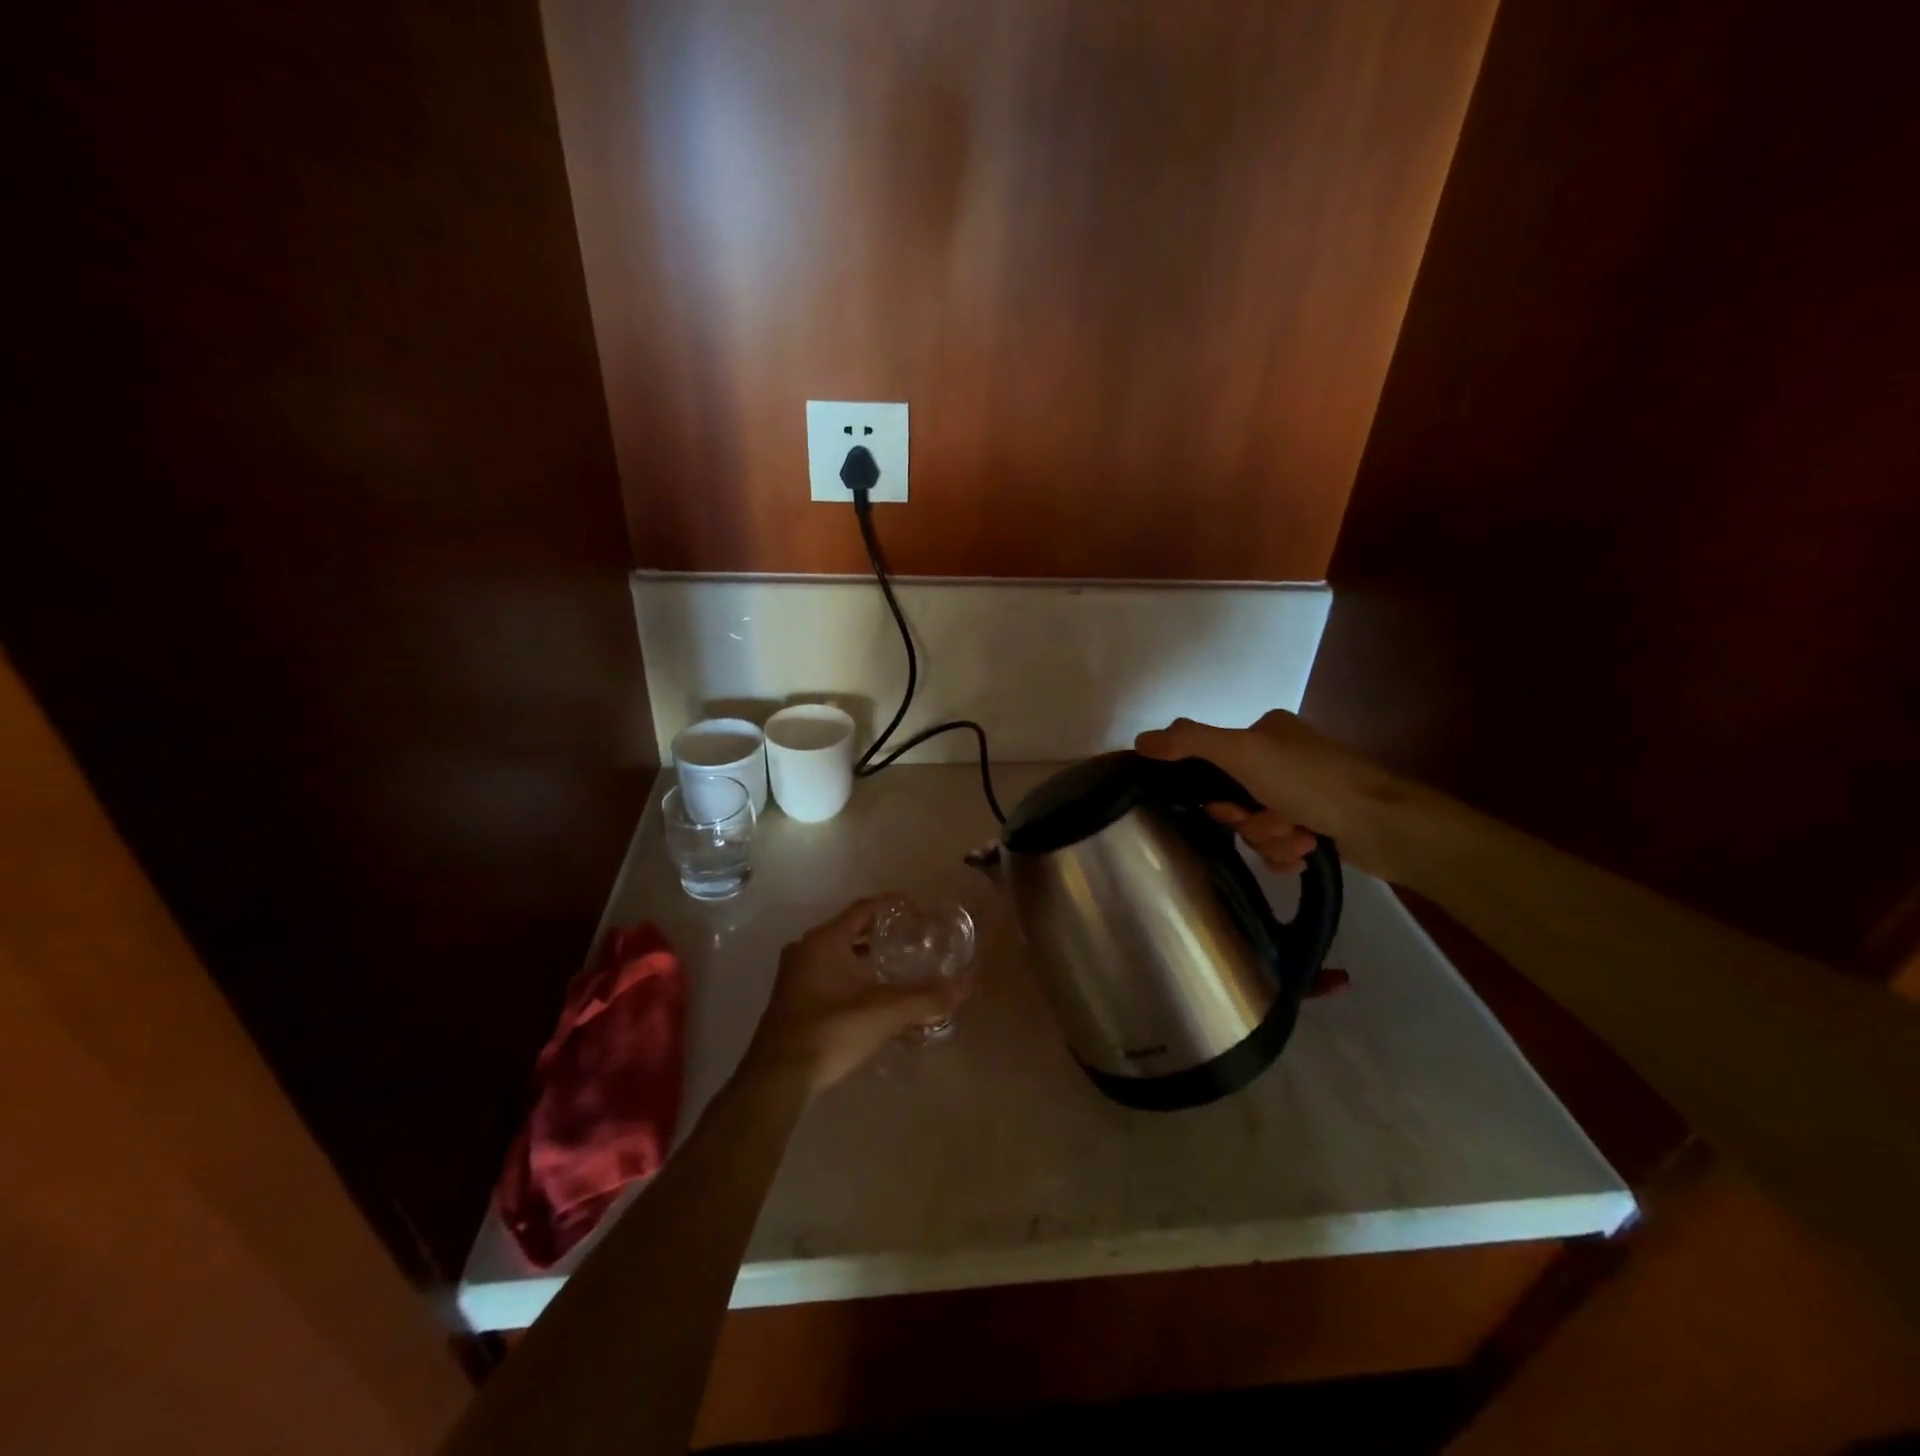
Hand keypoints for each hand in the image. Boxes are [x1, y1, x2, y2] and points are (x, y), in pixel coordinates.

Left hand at [744, 897, 970, 1093]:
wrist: (779, 1078)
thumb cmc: (831, 1031)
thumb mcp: (884, 1013)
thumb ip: (925, 998)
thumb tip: (963, 985)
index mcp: (825, 940)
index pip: (864, 909)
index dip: (892, 905)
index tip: (917, 908)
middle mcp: (806, 949)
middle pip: (850, 929)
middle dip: (881, 932)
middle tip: (912, 938)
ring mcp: (795, 974)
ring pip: (838, 953)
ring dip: (865, 956)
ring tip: (897, 965)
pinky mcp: (792, 998)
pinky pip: (828, 973)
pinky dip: (851, 974)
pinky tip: (871, 993)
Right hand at [1135, 710, 1418, 880]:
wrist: (1386, 825)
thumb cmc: (1312, 782)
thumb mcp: (1243, 752)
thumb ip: (1189, 742)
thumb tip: (1138, 741)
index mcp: (1266, 732)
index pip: (1214, 764)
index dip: (1218, 796)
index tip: (1233, 808)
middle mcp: (1283, 758)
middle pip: (1235, 801)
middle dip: (1252, 821)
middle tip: (1276, 822)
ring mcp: (1304, 793)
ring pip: (1257, 827)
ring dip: (1273, 840)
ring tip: (1302, 839)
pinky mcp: (1320, 825)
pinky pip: (1279, 846)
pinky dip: (1288, 853)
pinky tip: (1308, 852)